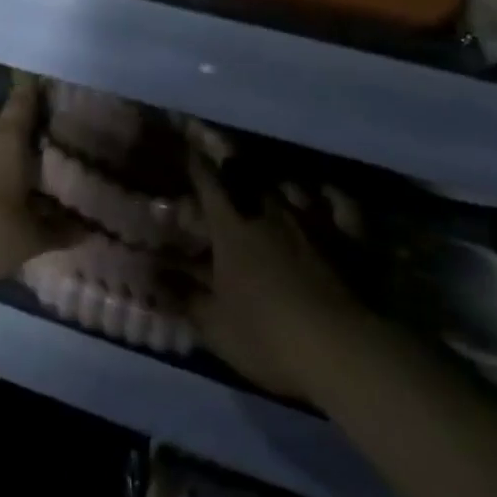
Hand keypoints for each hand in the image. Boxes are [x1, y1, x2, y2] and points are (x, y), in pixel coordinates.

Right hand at [184, 142, 356, 399]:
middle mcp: (270, 211)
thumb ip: (180, 295)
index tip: (185, 145)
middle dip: (232, 166)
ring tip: (271, 183)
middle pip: (248, 176)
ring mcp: (314, 221)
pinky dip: (330, 195)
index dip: (195, 162)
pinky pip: (340, 203)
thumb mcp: (214, 325)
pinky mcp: (351, 237)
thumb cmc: (269, 336)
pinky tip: (326, 193)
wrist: (347, 351)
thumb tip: (145, 274)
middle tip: (225, 162)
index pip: (208, 182)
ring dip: (277, 183)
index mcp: (232, 228)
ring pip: (291, 186)